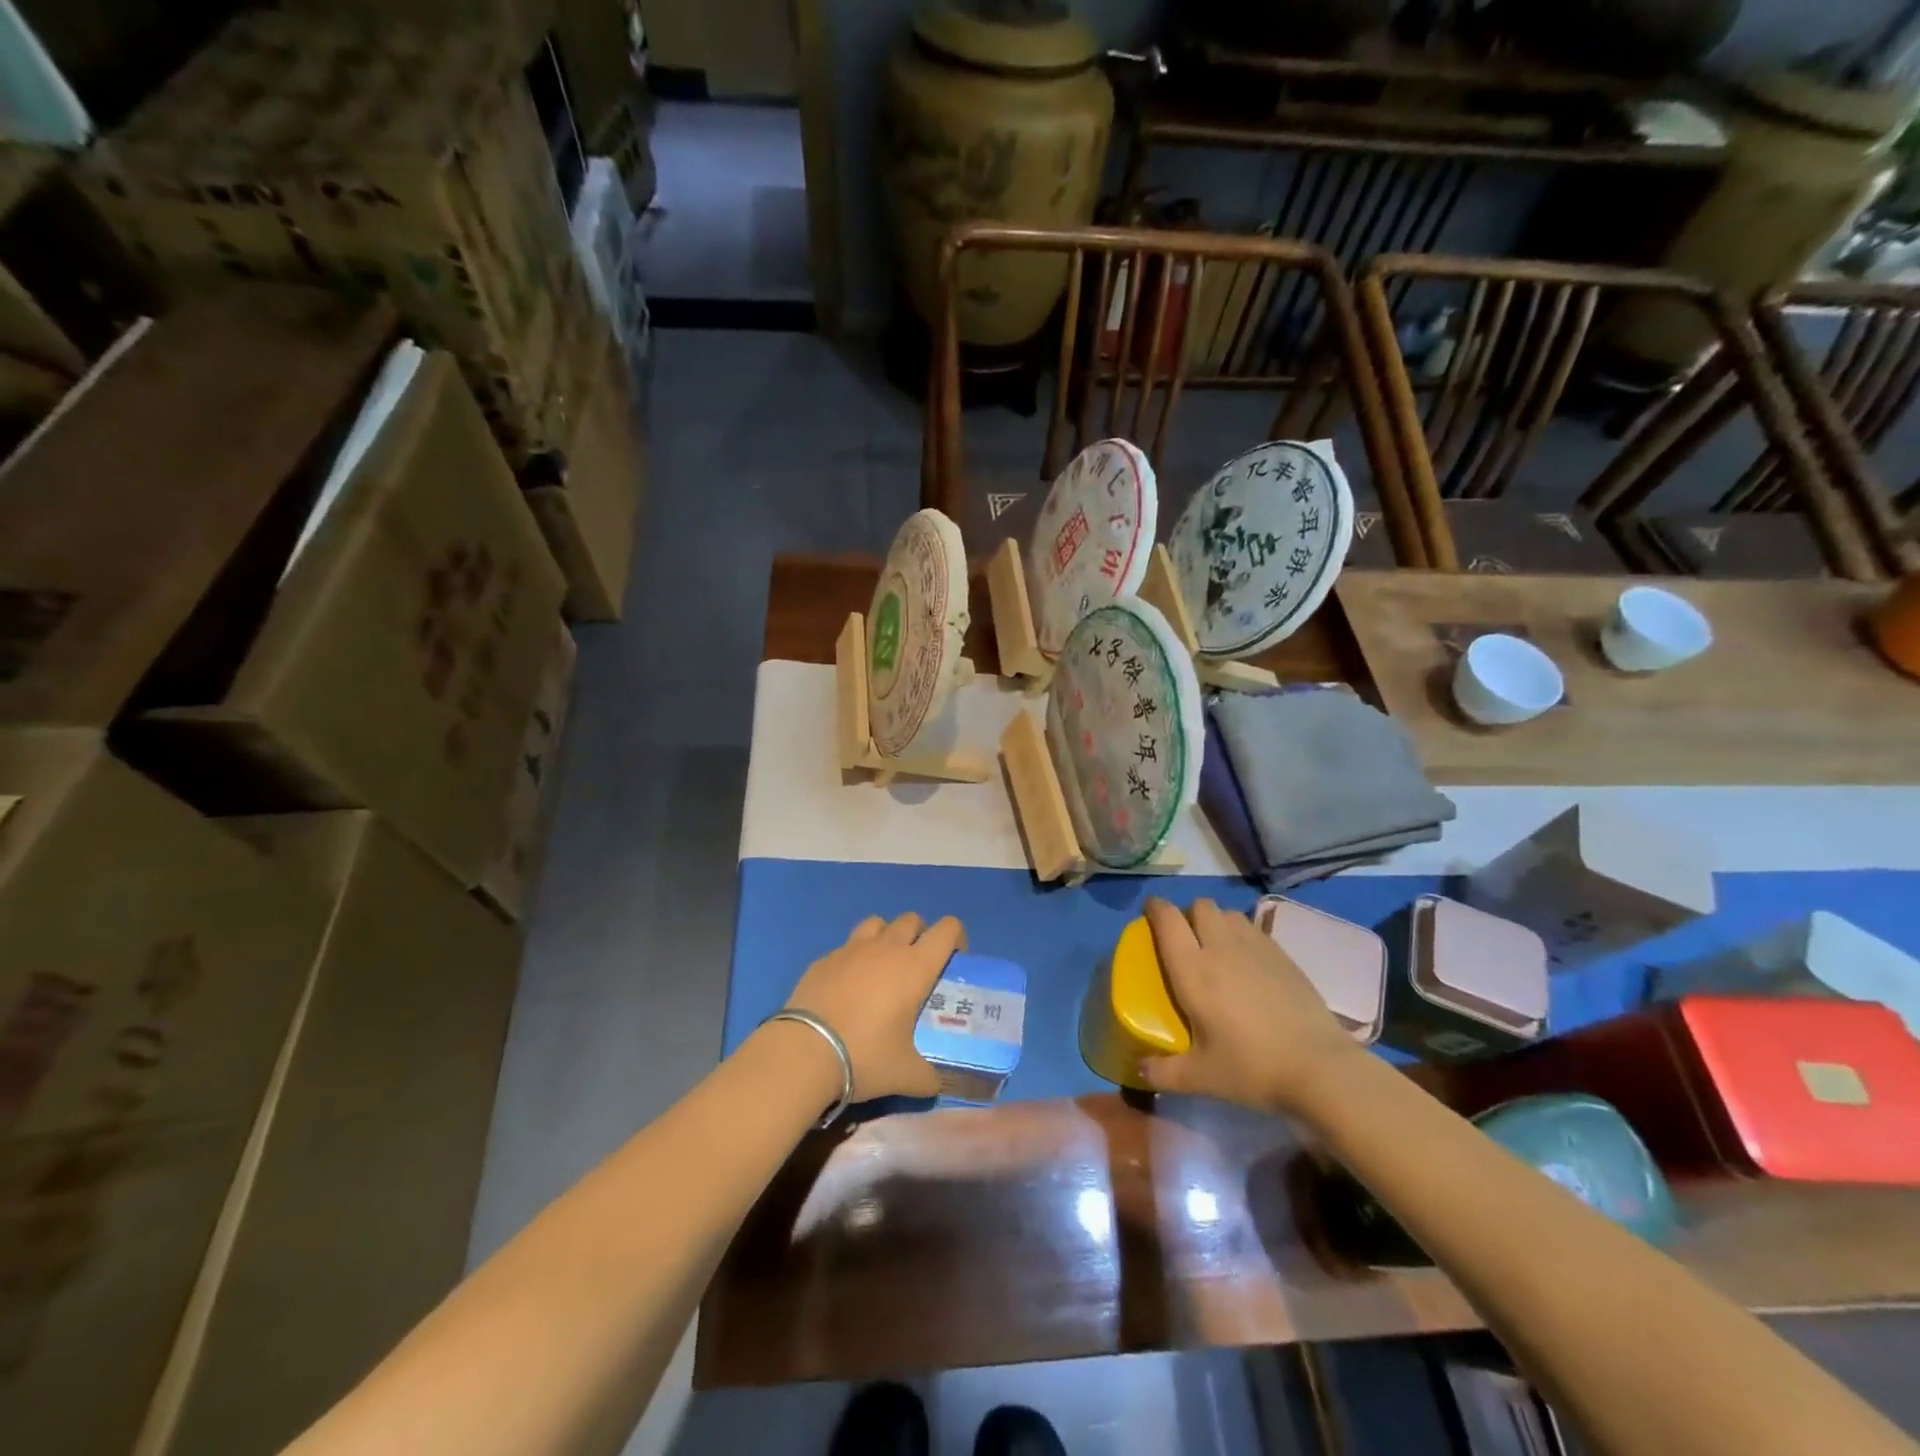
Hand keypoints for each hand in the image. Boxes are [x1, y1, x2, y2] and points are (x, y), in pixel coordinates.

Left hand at [784, 913, 964, 1099]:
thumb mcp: (905, 1075)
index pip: (947, 929)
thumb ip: (926, 1077)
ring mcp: (851, 949)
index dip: (956, 937)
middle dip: (920, 935)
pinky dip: (853, 958)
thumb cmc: (865, 1055)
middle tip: (917, 967)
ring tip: (882, 966)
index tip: (954, 959)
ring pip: (877, 923)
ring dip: (886, 936)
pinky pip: (846, 947)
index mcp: (915, 967)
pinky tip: (847, 987)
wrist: (804, 1052)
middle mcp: (886, 948)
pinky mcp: (823, 959)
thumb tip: (934, 1085)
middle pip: (911, 919)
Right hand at [1141, 897, 1360, 1115]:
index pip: (1167, 920)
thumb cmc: (1251, 1067)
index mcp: (1193, 969)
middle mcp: (1221, 948)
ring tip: (1216, 948)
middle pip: (1200, 906)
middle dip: (1188, 914)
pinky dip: (1242, 935)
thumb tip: (1140, 1070)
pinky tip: (1247, 964)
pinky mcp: (1283, 955)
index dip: (1155, 908)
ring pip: (1228, 914)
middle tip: (1185, 939)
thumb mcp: (1201, 1077)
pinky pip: (1254, 929)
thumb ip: (1164, 1072)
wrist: (1319, 1068)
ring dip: (1216, 922)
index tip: (1149, 912)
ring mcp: (1256, 947)